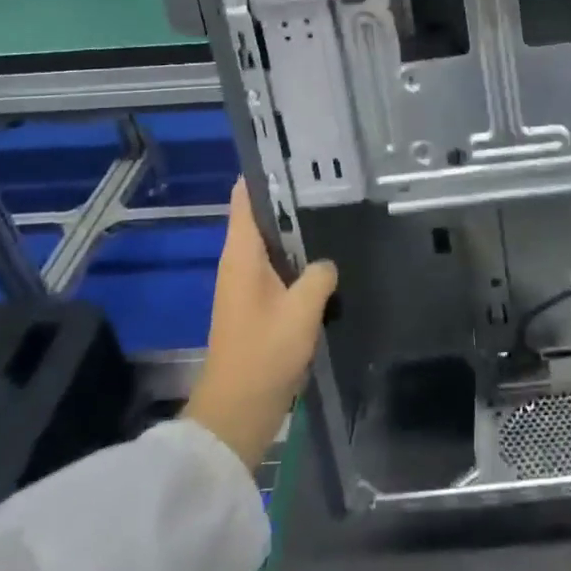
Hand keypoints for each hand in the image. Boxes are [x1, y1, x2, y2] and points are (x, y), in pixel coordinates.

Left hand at [185, 180, 337, 469]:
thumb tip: (326, 264)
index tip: (295, 159)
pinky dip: (298, 263)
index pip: (245, 199)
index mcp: (240, 256)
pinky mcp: (256, 309)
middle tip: (330, 185)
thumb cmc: (264, 354)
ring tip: (334, 217)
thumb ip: (319, 276)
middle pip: (262, 220)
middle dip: (290, 203)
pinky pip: (278, 272)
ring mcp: (245, 287)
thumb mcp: (302, 310)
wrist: (237, 411)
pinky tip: (326, 264)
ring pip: (272, 247)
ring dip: (297, 235)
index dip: (264, 175)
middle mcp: (238, 264)